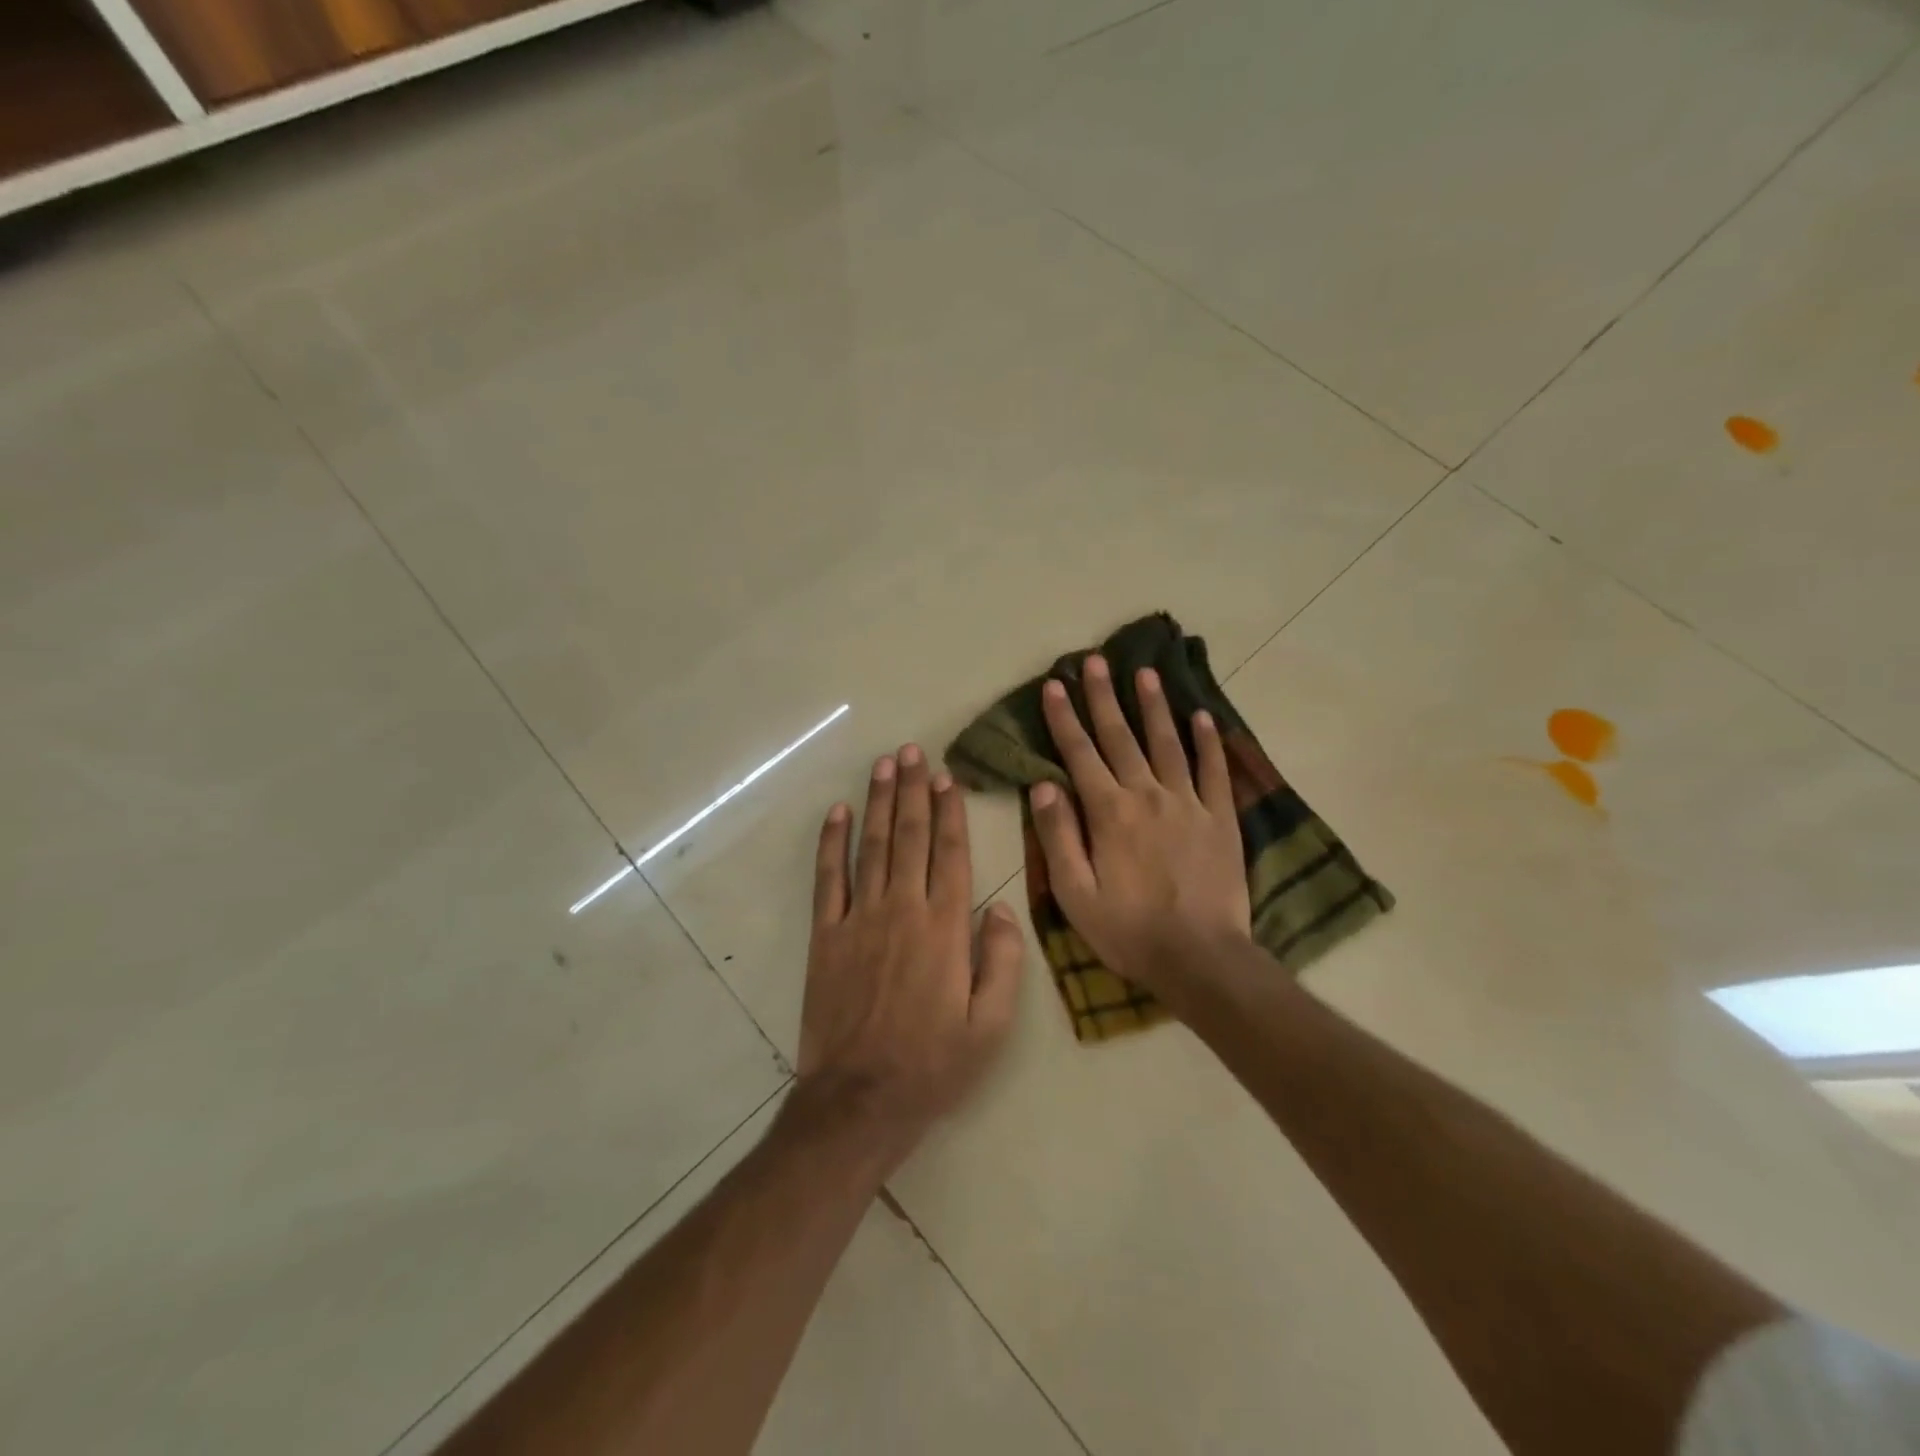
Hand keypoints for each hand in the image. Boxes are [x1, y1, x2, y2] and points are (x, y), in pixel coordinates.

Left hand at [796, 745, 1024, 1169]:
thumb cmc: (935, 1064)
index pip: (950, 853)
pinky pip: (828, 879)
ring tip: (883, 764)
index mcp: (946, 927)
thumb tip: (1001, 908)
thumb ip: (1003, 961)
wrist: (861, 1099)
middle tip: (912, 751)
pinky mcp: (826, 935)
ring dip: (877, 801)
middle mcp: (903, 909)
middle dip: (912, 790)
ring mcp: (860, 919)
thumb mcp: (992, 1025)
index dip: (949, 811)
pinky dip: (830, 843)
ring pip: (871, 846)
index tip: (946, 777)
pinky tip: (836, 813)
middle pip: (909, 836)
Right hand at [1030, 656, 1249, 1008]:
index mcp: (1109, 813)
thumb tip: (1043, 785)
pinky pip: (1214, 770)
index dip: (1065, 717)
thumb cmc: (1129, 931)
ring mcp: (1188, 803)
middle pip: (1122, 737)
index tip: (1055, 684)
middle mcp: (1147, 795)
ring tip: (1145, 672)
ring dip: (1154, 706)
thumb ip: (1058, 836)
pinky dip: (1208, 741)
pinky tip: (1202, 716)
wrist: (1201, 958)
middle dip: (1105, 696)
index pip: (1080, 753)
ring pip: (1167, 743)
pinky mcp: (1220, 818)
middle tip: (1095, 660)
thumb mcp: (1075, 894)